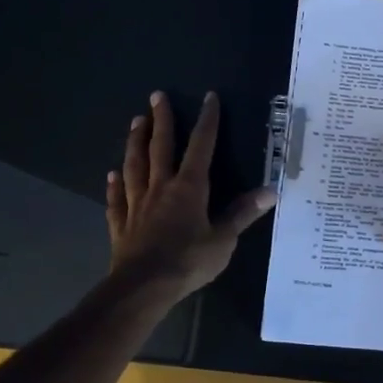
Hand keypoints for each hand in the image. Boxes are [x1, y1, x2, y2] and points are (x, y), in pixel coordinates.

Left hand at [106, 90, 274, 301]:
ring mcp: (137, 204)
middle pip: (160, 147)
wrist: (143, 287)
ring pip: (135, 166)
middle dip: (161, 120)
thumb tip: (271, 190)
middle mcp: (161, 188)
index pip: (201, 147)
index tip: (209, 98)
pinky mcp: (121, 223)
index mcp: (189, 188)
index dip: (207, 121)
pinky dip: (114, 185)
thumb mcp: (224, 239)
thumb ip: (243, 213)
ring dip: (135, 142)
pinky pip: (116, 199)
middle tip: (156, 95)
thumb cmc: (188, 262)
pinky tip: (111, 175)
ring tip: (134, 122)